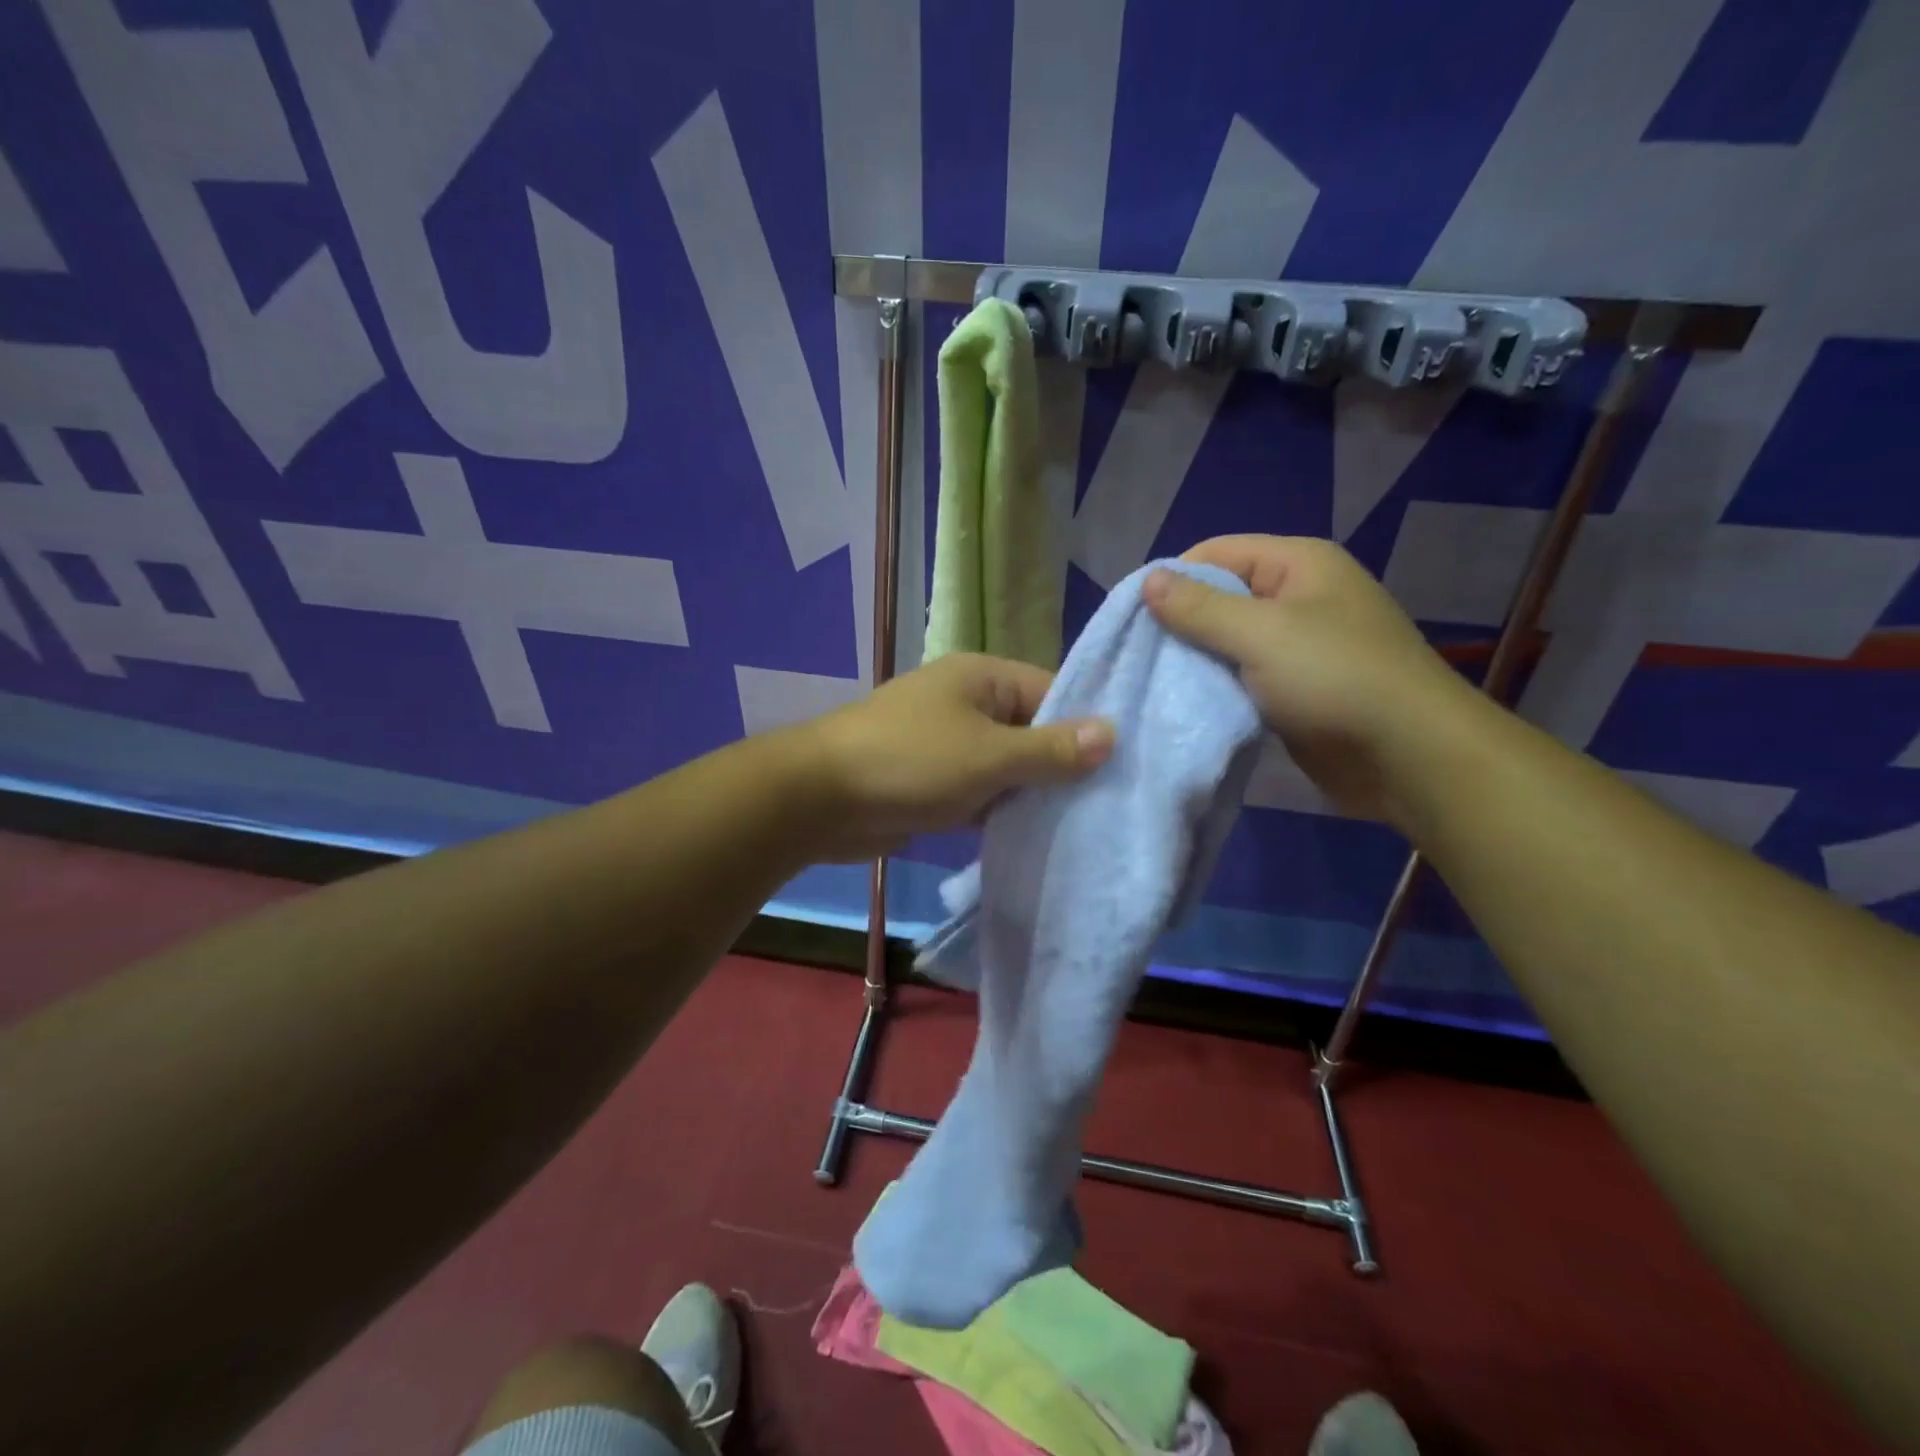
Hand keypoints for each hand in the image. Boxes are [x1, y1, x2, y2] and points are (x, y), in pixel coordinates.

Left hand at [794, 653, 1114, 860]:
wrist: (821, 799)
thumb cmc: (910, 762)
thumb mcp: (989, 755)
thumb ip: (1050, 748)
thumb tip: (1112, 732)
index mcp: (983, 678)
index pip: (1053, 692)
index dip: (1087, 727)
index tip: (1126, 765)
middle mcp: (969, 704)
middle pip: (1032, 731)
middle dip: (1063, 767)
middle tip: (1111, 804)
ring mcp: (950, 744)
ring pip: (1008, 767)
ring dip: (1033, 794)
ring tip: (1086, 826)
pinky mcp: (936, 783)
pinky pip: (982, 793)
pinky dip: (1002, 812)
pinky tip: (1036, 838)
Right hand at [1144, 535, 1483, 825]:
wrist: (1409, 757)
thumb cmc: (1335, 678)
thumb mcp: (1261, 634)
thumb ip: (1200, 608)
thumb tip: (1148, 580)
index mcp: (1298, 564)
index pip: (1216, 553)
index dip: (1173, 579)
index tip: (1133, 620)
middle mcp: (1299, 596)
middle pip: (1220, 596)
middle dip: (1180, 624)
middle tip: (1140, 657)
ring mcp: (1299, 645)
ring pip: (1229, 641)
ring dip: (1196, 660)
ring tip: (1155, 682)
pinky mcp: (1296, 688)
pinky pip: (1244, 676)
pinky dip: (1217, 687)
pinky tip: (1188, 703)